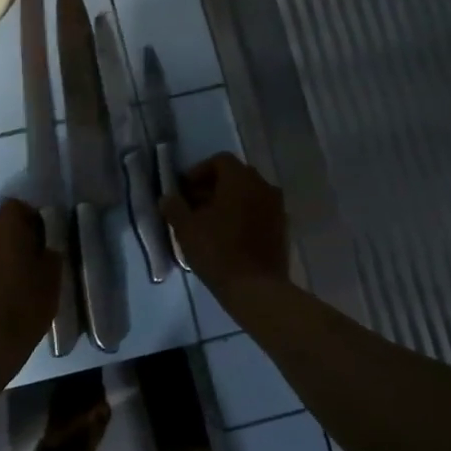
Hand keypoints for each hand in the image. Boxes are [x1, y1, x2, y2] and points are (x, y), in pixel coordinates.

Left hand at [0, 200, 60, 355]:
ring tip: (2, 275)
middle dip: (4, 234)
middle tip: (20, 255)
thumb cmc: (25, 306)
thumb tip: (42, 246)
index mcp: (4, 226)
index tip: (39, 237)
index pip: (16, 206)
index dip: (29, 219)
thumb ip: (48, 253)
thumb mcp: (52, 278)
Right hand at [161, 153, 288, 291]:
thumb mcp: (186, 229)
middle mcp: (264, 186)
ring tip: (209, 224)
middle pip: (236, 176)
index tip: (184, 191)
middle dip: (213, 187)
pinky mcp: (282, 229)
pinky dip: (243, 216)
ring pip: (249, 195)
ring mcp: (277, 208)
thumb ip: (174, 208)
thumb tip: (167, 198)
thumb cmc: (218, 252)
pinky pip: (259, 212)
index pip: (220, 161)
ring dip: (229, 202)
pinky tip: (228, 237)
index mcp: (241, 180)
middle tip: (194, 207)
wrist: (257, 289)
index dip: (199, 172)